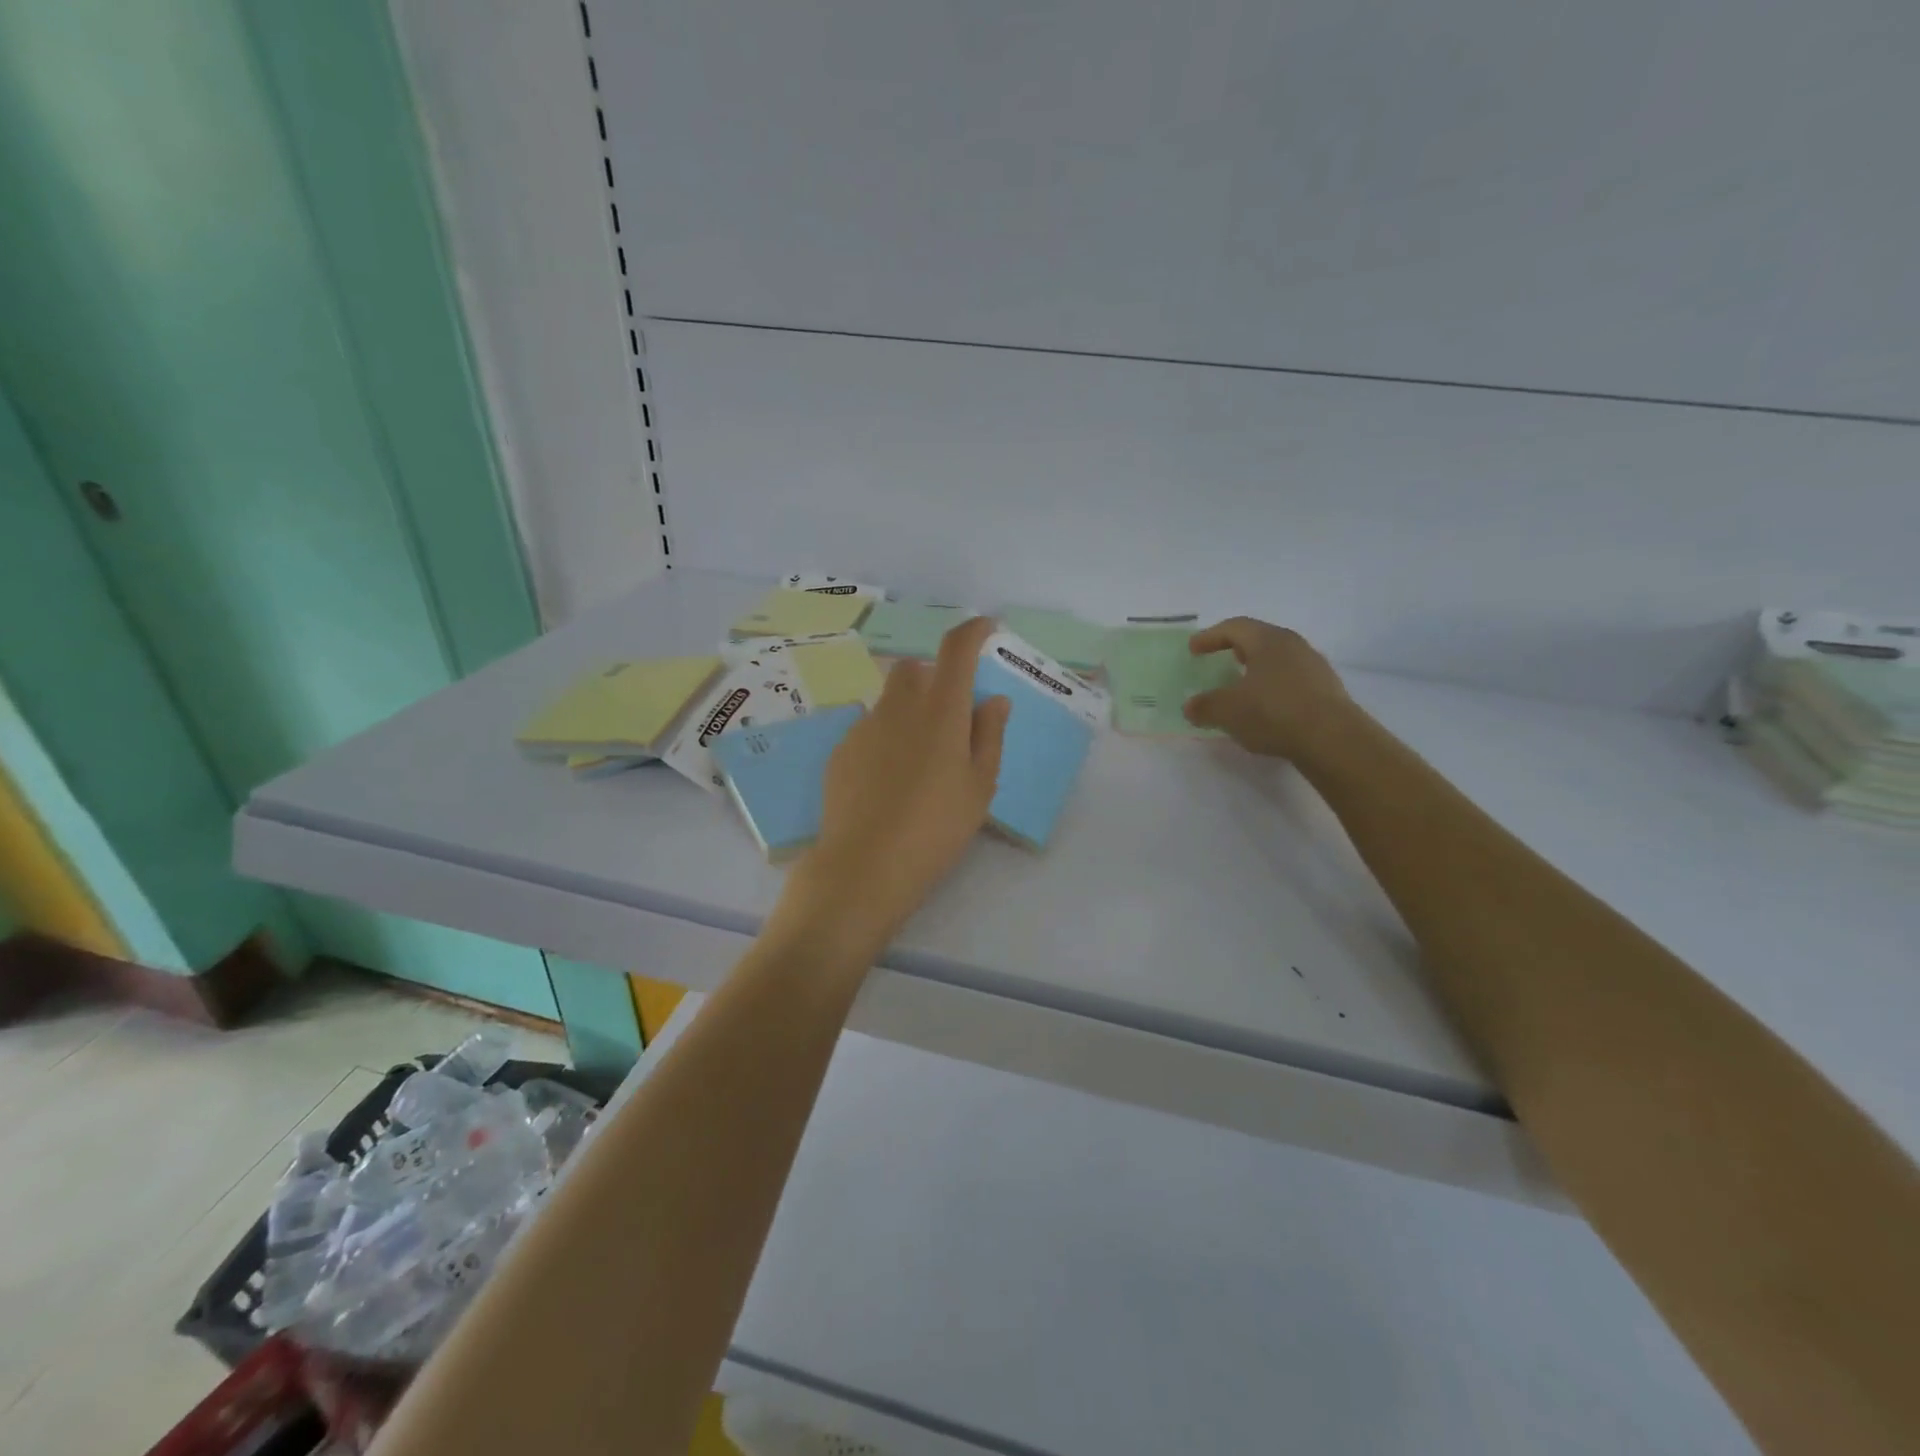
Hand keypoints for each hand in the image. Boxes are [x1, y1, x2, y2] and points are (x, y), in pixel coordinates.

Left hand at [782, 616, 1009, 952]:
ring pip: (890, 700)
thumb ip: (989, 735)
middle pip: (916, 669)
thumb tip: (993, 700)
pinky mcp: (841, 750)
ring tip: (919, 760)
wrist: (866, 865)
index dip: (973, 631)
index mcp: (941, 710)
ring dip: (908, 711)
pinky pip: (869, 728)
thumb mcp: (980, 786)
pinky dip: (885, 739)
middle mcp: (899, 706)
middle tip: (950, 716)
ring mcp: (864, 726)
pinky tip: (888, 781)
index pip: (957, 649)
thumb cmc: (937, 827)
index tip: (986, 629)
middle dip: (935, 677)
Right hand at [1183, 617, 1352, 759]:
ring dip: (1258, 671)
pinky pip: (1293, 681)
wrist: (1332, 740)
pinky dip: (1274, 689)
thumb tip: (1191, 706)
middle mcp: (1294, 646)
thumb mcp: (1227, 711)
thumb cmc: (1273, 712)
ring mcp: (1315, 667)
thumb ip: (1204, 706)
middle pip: (1260, 640)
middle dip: (1237, 650)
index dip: (1210, 636)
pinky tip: (1267, 710)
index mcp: (1268, 640)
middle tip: (1220, 661)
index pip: (1235, 627)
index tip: (1193, 649)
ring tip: (1243, 689)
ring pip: (1279, 661)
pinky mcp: (1327, 691)